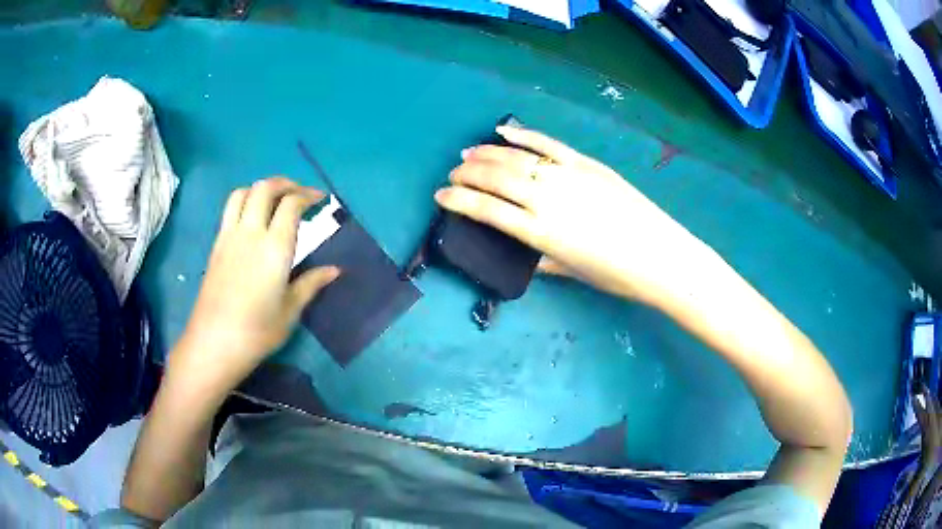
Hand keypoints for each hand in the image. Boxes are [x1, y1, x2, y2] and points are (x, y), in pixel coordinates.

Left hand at [171, 177, 339, 389]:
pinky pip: (230, 209)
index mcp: (274, 248)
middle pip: (265, 188)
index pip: (291, 204)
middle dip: (286, 184)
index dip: (308, 195)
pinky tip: (253, 220)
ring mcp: (229, 236)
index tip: (320, 199)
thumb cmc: (257, 332)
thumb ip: (311, 284)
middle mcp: (250, 233)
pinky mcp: (216, 245)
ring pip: (243, 192)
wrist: (214, 343)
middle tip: (300, 194)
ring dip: (262, 188)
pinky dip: (245, 201)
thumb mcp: (290, 311)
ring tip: (274, 200)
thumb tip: (335, 270)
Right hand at [436, 125, 701, 301]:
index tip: (441, 196)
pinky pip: (547, 144)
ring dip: (486, 154)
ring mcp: (567, 175)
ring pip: (516, 158)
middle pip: (495, 178)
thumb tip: (525, 252)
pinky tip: (504, 132)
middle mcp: (546, 198)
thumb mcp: (572, 272)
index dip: (458, 201)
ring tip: (468, 154)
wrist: (660, 256)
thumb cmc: (616, 274)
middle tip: (453, 174)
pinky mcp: (585, 162)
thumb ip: (542, 259)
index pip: (486, 210)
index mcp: (539, 231)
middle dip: (467, 175)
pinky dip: (523, 135)